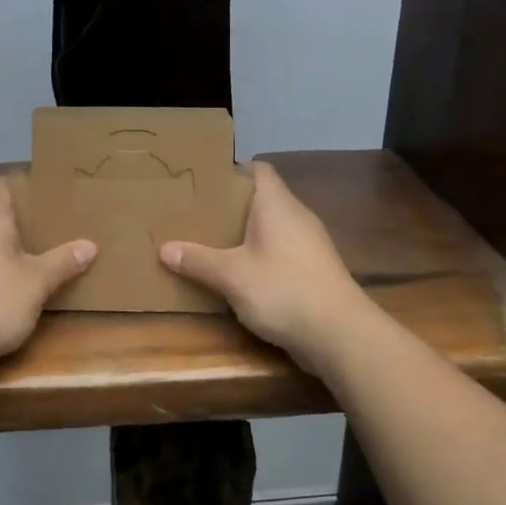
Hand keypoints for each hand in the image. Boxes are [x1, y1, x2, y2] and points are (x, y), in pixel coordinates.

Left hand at [0, 175, 95, 371]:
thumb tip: (90, 245)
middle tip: (54, 224)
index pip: (0, 183)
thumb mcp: (37, 282)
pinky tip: (15, 280)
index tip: (48, 195)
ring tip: (40, 251)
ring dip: (9, 243)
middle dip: (22, 218)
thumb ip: (63, 261)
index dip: (23, 184)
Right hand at [159, 161, 370, 369]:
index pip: (258, 170)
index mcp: (277, 204)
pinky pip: (281, 252)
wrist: (341, 334)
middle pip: (262, 199)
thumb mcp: (232, 276)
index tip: (204, 182)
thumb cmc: (283, 290)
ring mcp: (310, 244)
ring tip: (212, 244)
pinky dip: (260, 257)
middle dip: (231, 207)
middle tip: (197, 215)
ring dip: (246, 235)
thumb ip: (198, 260)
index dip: (232, 171)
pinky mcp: (314, 271)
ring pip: (272, 228)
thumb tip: (164, 248)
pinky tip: (240, 275)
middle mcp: (296, 216)